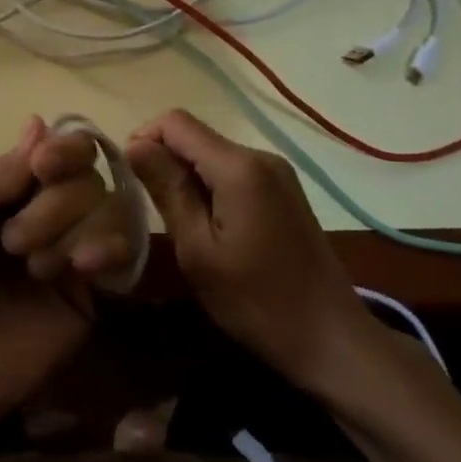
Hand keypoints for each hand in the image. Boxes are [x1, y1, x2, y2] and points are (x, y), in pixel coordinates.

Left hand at [0, 117, 125, 429]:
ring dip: (67, 231)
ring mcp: (75, 247)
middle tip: (11, 244)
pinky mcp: (96, 289)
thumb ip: (0, 170)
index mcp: (12, 189)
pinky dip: (107, 248)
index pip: (59, 149)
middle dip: (52, 204)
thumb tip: (39, 121)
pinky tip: (82, 268)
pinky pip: (123, 248)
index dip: (61, 150)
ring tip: (35, 270)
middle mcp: (49, 211)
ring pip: (106, 206)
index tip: (42, 167)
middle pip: (85, 175)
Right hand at [126, 110, 383, 395]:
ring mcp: (277, 172)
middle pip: (196, 136)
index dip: (144, 139)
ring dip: (187, 176)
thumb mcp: (198, 250)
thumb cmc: (256, 301)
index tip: (128, 177)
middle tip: (149, 207)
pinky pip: (234, 171)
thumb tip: (133, 145)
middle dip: (165, 160)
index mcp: (239, 167)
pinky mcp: (285, 190)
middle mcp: (261, 156)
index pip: (176, 122)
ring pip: (213, 154)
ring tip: (177, 221)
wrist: (332, 339)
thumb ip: (167, 190)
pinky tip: (209, 226)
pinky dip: (211, 186)